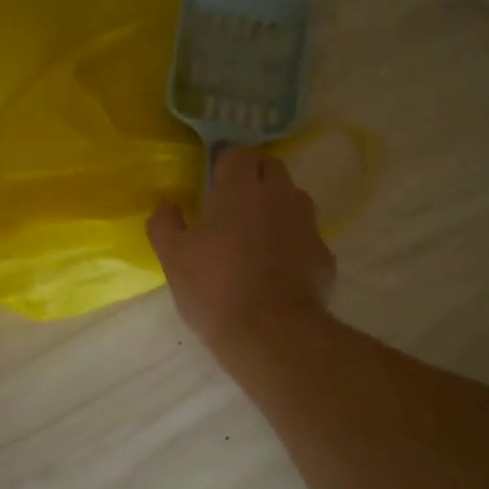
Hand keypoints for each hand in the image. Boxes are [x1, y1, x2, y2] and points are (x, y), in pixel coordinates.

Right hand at [146, 147, 335, 349]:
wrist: (271, 334)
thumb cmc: (215, 288)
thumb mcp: (173, 258)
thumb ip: (165, 223)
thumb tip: (166, 204)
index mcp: (241, 190)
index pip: (238, 154)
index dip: (224, 167)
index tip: (212, 188)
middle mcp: (280, 197)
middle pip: (271, 169)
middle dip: (254, 179)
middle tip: (233, 208)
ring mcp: (307, 225)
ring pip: (294, 199)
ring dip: (277, 207)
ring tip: (258, 236)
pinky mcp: (323, 255)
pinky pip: (307, 236)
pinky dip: (294, 243)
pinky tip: (279, 269)